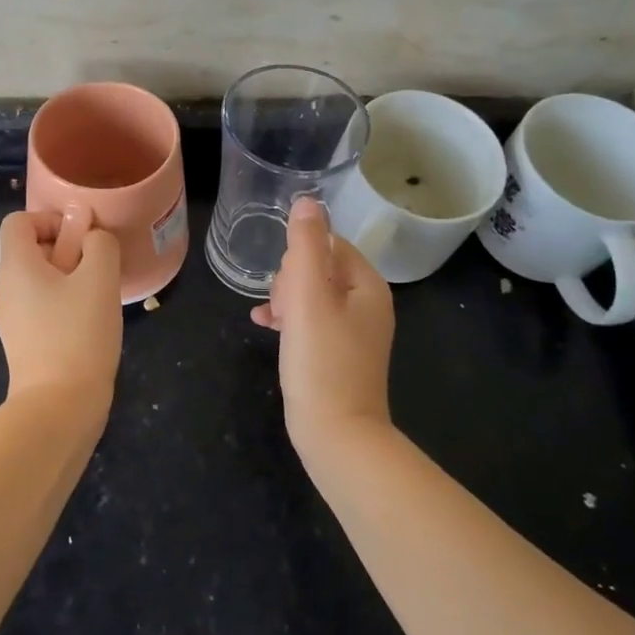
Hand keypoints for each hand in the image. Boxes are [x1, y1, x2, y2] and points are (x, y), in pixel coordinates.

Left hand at [0, 210, 122, 411]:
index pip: (18, 221)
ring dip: (70, 279)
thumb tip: (92, 236)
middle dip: (67, 250)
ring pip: (39, 280)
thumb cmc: (78, 333)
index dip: (50, 219)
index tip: (81, 240)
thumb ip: (99, 244)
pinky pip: (42, 307)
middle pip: (30, 249)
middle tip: (97, 270)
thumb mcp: (100, 278)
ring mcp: (11, 318)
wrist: (59, 406)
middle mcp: (5, 287)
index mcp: (15, 265)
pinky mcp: (24, 342)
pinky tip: (89, 325)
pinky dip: (65, 305)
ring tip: (98, 298)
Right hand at [251, 197, 393, 446]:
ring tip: (272, 320)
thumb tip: (306, 200)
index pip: (328, 244)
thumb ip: (305, 245)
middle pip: (319, 267)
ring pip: (311, 294)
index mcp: (367, 284)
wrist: (337, 434)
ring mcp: (355, 331)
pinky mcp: (339, 353)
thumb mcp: (308, 295)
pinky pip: (311, 321)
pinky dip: (290, 320)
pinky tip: (266, 327)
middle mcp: (367, 303)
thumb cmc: (321, 360)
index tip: (286, 284)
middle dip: (291, 280)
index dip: (298, 258)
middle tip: (282, 308)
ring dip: (286, 299)